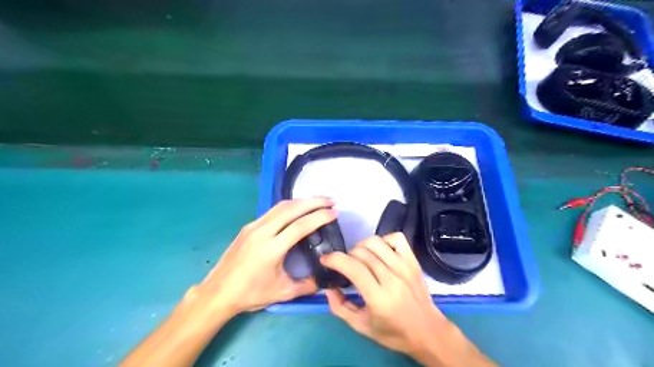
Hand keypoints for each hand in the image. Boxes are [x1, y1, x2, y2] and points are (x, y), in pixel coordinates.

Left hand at [199, 200, 334, 313]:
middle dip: (314, 201)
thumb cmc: (250, 294)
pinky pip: (272, 211)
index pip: (300, 226)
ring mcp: (253, 226)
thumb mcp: (282, 293)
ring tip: (318, 201)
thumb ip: (306, 286)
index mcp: (271, 249)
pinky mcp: (248, 227)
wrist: (217, 292)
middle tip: (331, 200)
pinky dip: (289, 206)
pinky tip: (297, 209)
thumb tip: (323, 279)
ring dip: (301, 201)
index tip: (335, 212)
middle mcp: (262, 232)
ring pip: (281, 206)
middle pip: (291, 209)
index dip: (319, 217)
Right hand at [321, 235, 495, 366]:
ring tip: (360, 258)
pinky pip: (396, 238)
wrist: (428, 331)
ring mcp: (405, 267)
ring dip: (361, 246)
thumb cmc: (393, 332)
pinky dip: (383, 240)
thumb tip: (328, 287)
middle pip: (362, 253)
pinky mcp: (413, 261)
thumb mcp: (361, 326)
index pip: (353, 268)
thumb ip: (340, 307)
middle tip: (345, 266)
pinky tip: (379, 252)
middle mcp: (392, 278)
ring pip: (376, 242)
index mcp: (379, 298)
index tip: (325, 259)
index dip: (335, 259)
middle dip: (346, 255)